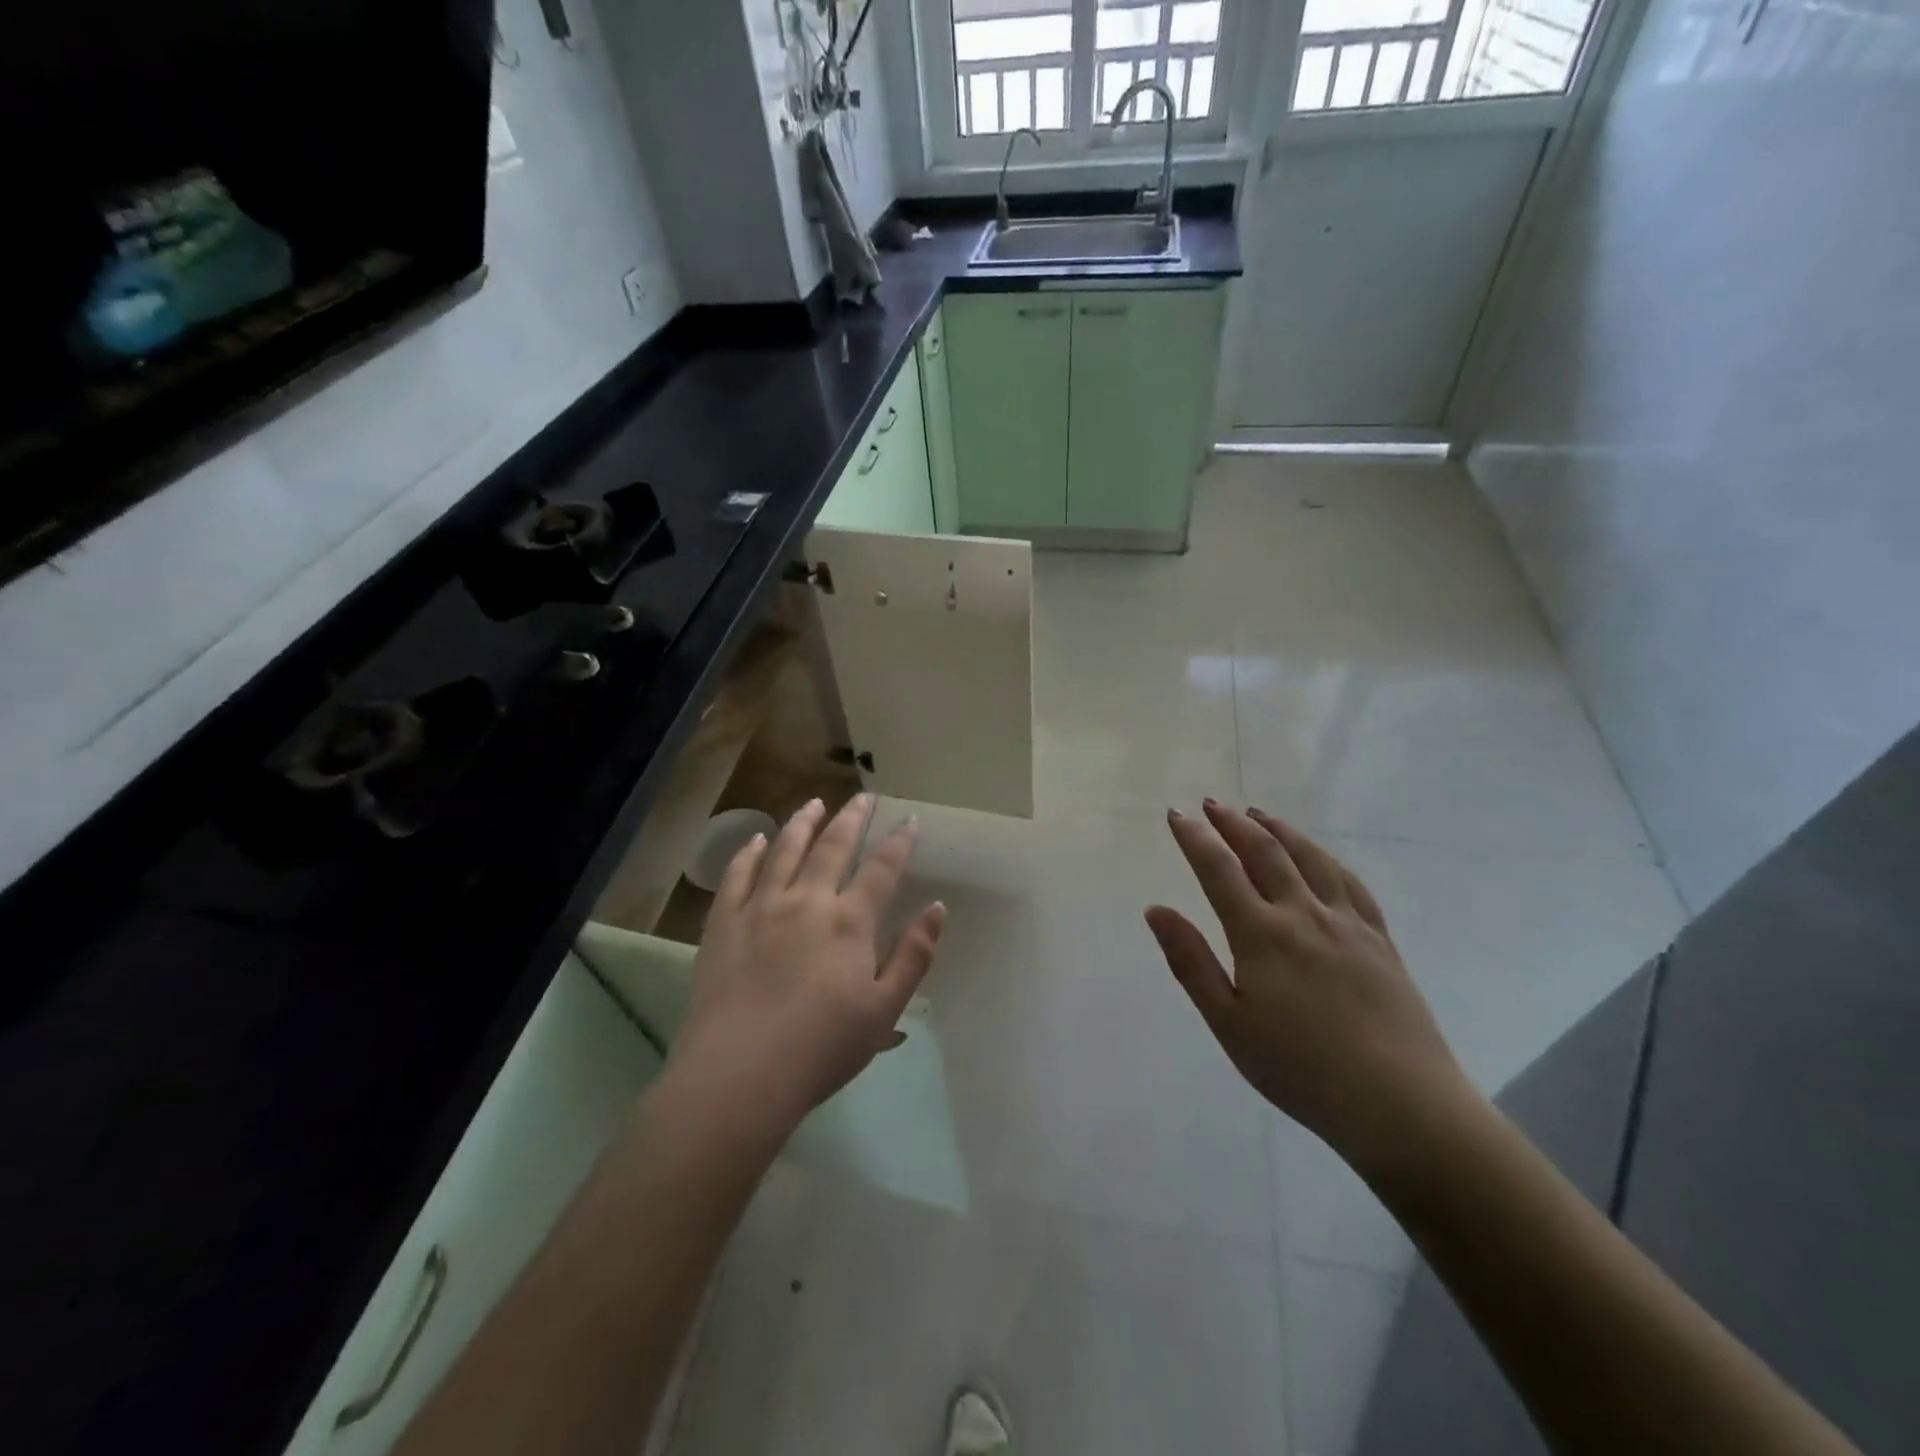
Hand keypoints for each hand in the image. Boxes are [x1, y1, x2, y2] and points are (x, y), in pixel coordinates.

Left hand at [666, 795, 945, 1138]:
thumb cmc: (821, 1049)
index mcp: (849, 922)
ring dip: (802, 822)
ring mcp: (760, 908)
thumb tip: (936, 907)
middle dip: (852, 818)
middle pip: (833, 847)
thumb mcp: (884, 1010)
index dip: (899, 842)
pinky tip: (758, 840)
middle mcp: (807, 901)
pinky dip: (750, 852)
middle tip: (863, 797)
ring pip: (785, 850)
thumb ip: (913, 956)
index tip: (909, 819)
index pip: (882, 869)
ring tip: (813, 802)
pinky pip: (737, 875)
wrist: (739, 1075)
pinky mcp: (724, 923)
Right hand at [1146, 800, 1469, 1174]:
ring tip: (1257, 814)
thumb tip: (1155, 909)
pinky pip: (1350, 884)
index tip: (1175, 815)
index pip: (1219, 870)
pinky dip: (1326, 859)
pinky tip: (1319, 856)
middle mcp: (1304, 915)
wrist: (1401, 1105)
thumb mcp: (1229, 1024)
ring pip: (1310, 859)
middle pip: (1265, 853)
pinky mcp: (1380, 940)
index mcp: (1262, 935)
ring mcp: (1348, 924)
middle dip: (1233, 824)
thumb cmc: (1300, 1070)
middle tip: (1211, 804)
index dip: (1194, 839)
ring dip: (1279, 830)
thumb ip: (1191, 962)